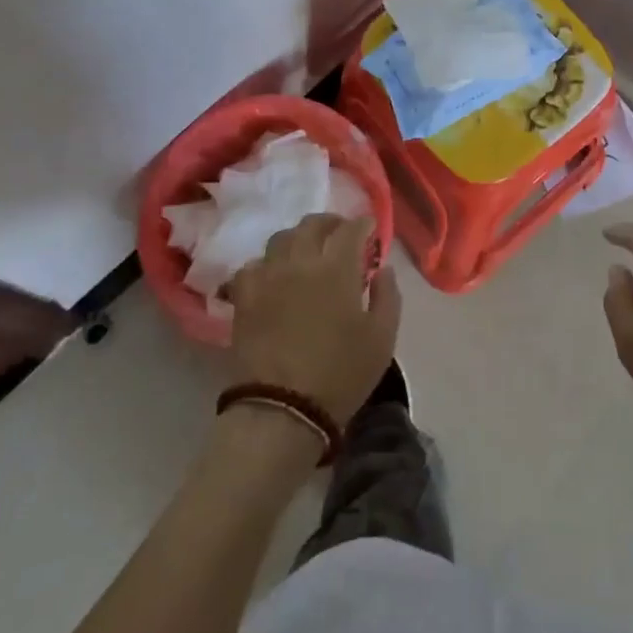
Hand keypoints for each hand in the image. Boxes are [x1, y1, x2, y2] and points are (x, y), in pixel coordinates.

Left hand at [229, 214, 401, 426]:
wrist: (282, 409)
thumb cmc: (340, 375)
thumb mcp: (382, 339)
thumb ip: (387, 296)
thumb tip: (382, 269)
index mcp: (337, 268)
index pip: (351, 229)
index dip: (363, 224)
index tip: (369, 229)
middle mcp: (301, 261)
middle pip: (313, 224)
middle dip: (331, 223)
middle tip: (340, 235)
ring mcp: (268, 275)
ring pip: (281, 237)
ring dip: (298, 238)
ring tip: (306, 252)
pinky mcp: (244, 295)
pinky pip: (253, 265)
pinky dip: (266, 264)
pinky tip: (273, 276)